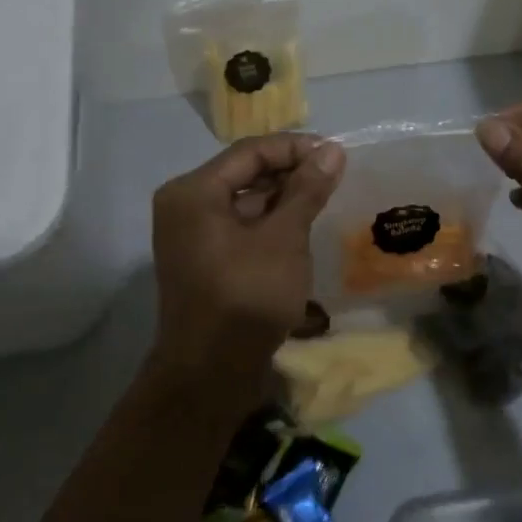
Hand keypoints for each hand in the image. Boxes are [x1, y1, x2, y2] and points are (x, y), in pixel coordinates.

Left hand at [150, 133, 345, 392]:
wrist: (211, 374)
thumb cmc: (247, 296)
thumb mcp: (284, 237)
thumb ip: (307, 189)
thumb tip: (332, 150)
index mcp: (194, 192)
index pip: (250, 151)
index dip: (295, 148)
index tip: (336, 154)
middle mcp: (185, 206)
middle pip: (245, 173)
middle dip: (291, 173)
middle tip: (335, 177)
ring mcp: (191, 235)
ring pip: (244, 201)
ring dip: (283, 198)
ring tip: (325, 200)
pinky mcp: (203, 260)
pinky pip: (239, 227)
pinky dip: (270, 223)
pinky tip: (303, 228)